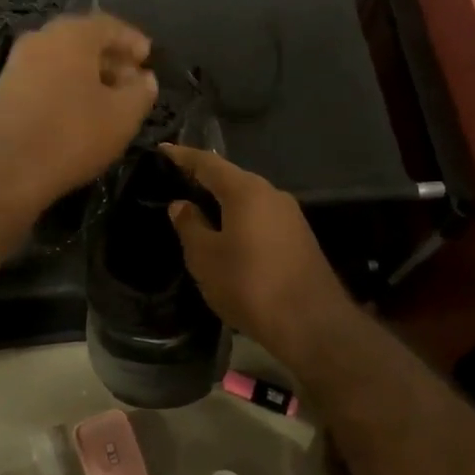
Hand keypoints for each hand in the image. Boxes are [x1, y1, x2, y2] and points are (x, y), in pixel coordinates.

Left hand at [0, 13, 157, 214]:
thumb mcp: (123, 116)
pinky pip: (45, 77)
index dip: (133, 41)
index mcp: (72, 34)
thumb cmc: (71, 135)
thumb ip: (141, 92)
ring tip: (109, 100)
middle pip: (83, 40)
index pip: (110, 25)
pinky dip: (66, 86)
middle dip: (111, 58)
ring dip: (89, 75)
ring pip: (63, 59)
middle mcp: (41, 38)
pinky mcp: (4, 88)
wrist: (3, 170)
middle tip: (132, 82)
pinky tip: (78, 112)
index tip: (148, 60)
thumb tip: (144, 79)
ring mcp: (18, 62)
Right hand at [161, 144, 358, 366]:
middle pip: (231, 178)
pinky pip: (260, 218)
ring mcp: (290, 216)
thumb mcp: (205, 257)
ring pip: (247, 200)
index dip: (182, 156)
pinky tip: (225, 234)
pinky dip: (239, 219)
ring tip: (196, 209)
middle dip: (203, 178)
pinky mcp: (299, 238)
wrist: (312, 325)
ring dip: (222, 202)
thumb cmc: (249, 284)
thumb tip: (181, 204)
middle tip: (175, 182)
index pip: (207, 163)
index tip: (162, 150)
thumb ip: (190, 226)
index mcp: (246, 191)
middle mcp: (271, 194)